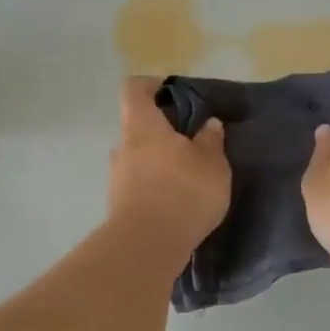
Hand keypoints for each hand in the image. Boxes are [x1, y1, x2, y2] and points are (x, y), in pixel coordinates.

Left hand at [109, 77, 229, 258]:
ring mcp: (117, 178)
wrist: (149, 244)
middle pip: (138, 128)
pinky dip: (156, 188)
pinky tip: (177, 202)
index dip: (151, 85)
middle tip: (191, 143)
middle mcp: (123, 147)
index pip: (134, 90)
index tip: (171, 91)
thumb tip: (209, 124)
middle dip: (162, 133)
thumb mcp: (212, 163)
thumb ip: (211, 141)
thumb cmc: (183, 191)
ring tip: (188, 177)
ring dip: (159, 164)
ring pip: (139, 159)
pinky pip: (139, 186)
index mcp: (142, 126)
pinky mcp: (120, 206)